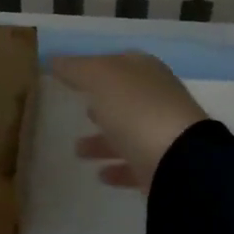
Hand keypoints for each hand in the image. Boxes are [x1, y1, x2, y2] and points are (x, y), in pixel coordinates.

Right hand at [52, 52, 207, 193]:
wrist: (178, 162)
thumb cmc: (137, 109)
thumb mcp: (101, 79)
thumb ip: (77, 68)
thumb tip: (54, 59)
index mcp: (147, 72)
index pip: (119, 62)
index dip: (95, 66)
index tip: (71, 76)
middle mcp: (158, 98)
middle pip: (125, 98)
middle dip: (102, 103)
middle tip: (78, 110)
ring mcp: (163, 133)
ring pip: (128, 132)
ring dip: (103, 140)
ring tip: (78, 150)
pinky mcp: (163, 166)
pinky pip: (135, 164)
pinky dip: (117, 168)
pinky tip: (100, 174)